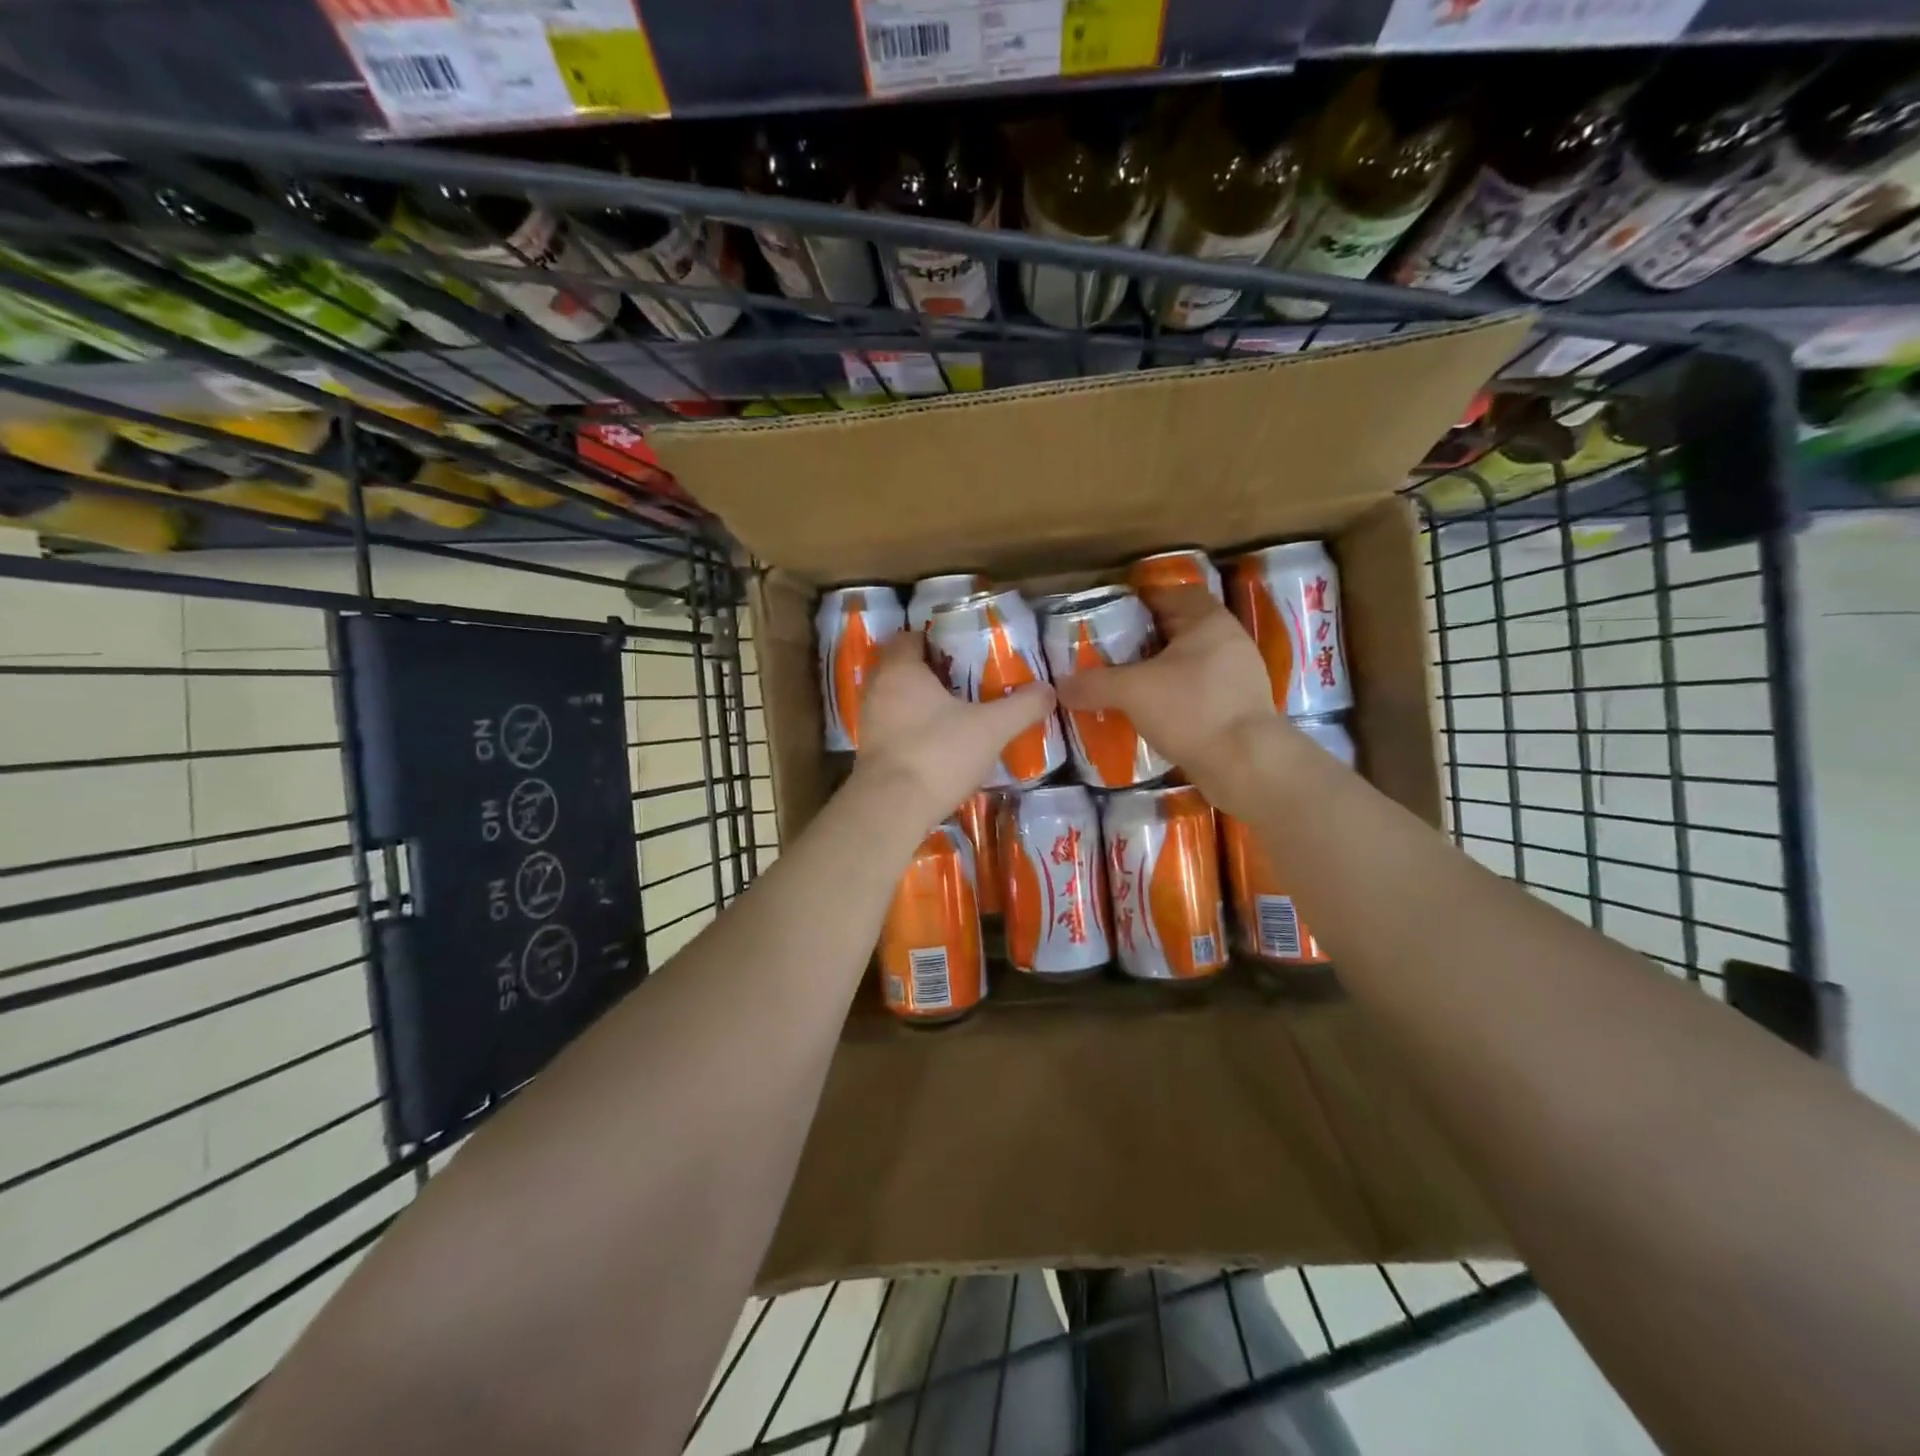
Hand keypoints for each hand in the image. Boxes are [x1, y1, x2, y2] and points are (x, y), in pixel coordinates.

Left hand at [851, 631, 1054, 829]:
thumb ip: (1022, 706)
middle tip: (966, 680)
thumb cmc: (938, 753)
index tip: (964, 650)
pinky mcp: (869, 752)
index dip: (936, 640)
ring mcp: (869, 721)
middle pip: (903, 668)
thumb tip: (1049, 690)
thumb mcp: (991, 728)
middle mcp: (878, 688)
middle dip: (932, 672)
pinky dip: (912, 729)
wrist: (892, 808)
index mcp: (901, 669)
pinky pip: (893, 727)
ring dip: (921, 702)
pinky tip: (938, 742)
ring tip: (956, 711)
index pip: (911, 637)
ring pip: (897, 699)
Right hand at [1054, 586, 1287, 813]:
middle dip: (1145, 640)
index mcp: (1208, 621)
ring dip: (1159, 671)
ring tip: (1125, 684)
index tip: (1111, 617)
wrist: (1246, 764)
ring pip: (1189, 663)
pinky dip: (1173, 697)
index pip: (1173, 595)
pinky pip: (1198, 692)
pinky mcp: (1238, 709)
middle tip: (1110, 653)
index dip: (1141, 601)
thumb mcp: (1132, 691)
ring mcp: (1238, 677)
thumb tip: (1059, 686)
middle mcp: (1228, 641)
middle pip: (1180, 630)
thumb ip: (1094, 684)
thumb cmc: (1191, 710)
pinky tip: (1149, 713)